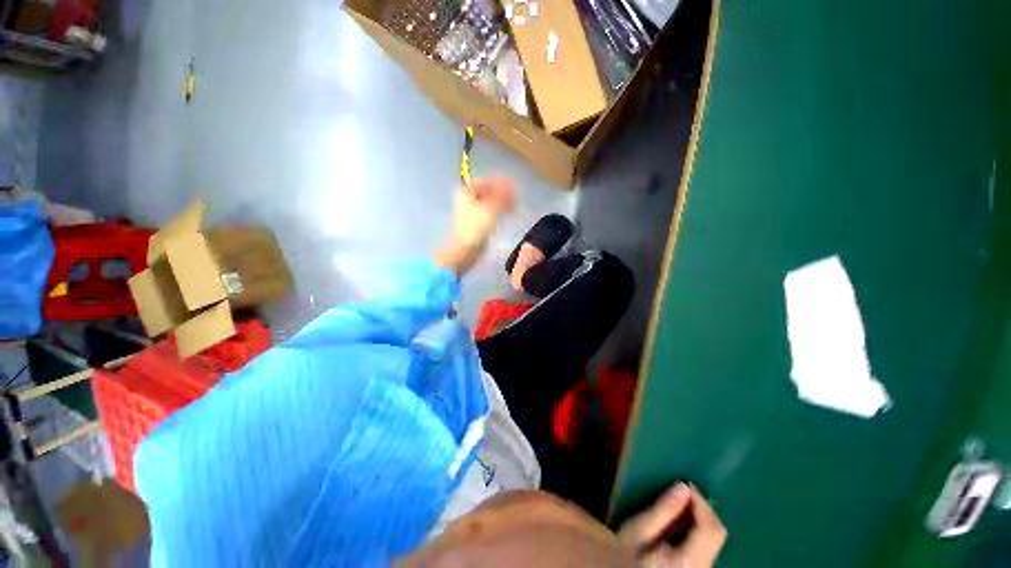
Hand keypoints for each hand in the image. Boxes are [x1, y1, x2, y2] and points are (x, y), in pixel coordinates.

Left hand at [451, 177, 514, 247]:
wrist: (465, 249)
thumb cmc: (475, 227)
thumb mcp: (490, 209)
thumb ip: (500, 195)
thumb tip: (509, 182)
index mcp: (466, 191)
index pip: (486, 181)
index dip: (500, 182)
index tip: (513, 186)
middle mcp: (468, 197)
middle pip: (488, 190)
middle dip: (502, 193)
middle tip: (516, 197)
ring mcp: (472, 209)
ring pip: (490, 200)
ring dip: (503, 201)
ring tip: (514, 206)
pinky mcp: (477, 219)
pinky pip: (490, 209)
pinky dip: (499, 208)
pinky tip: (509, 211)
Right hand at [618, 483, 726, 567]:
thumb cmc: (627, 554)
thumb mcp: (639, 530)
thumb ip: (663, 510)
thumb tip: (684, 487)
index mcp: (689, 562)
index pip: (710, 529)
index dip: (702, 504)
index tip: (686, 484)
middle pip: (716, 534)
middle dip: (702, 509)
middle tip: (683, 490)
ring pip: (714, 539)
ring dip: (701, 517)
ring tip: (681, 502)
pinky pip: (708, 545)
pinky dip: (699, 528)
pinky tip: (683, 521)